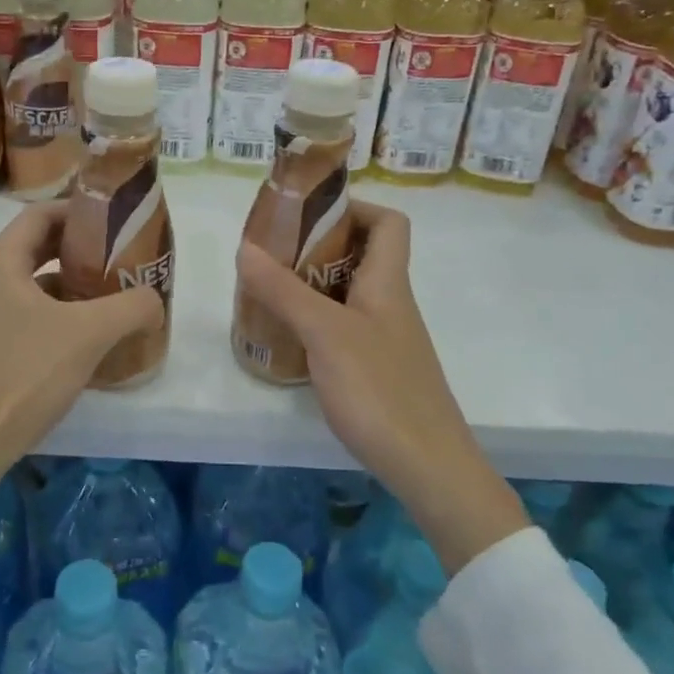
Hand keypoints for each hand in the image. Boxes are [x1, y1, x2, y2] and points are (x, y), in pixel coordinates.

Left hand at [0, 202, 163, 521]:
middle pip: (38, 248)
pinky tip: (88, 339)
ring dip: (73, 286)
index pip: (41, 214)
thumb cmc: (24, 374)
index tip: (117, 222)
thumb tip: (155, 302)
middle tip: (123, 258)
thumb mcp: (88, 334)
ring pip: (35, 285)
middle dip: (82, 250)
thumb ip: (132, 307)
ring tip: (113, 297)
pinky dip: (59, 316)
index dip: (80, 211)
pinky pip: (28, 316)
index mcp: (0, 262)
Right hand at [235, 199, 527, 573]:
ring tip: (267, 290)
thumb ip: (284, 290)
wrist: (427, 466)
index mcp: (388, 282)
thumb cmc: (379, 389)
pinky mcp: (375, 369)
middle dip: (316, 246)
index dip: (354, 207)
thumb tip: (245, 246)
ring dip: (310, 285)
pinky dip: (314, 322)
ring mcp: (384, 338)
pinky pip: (343, 327)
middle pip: (361, 255)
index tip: (308, 214)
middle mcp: (390, 303)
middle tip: (271, 252)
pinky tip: (286, 338)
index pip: (388, 222)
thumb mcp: (325, 333)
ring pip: (347, 293)